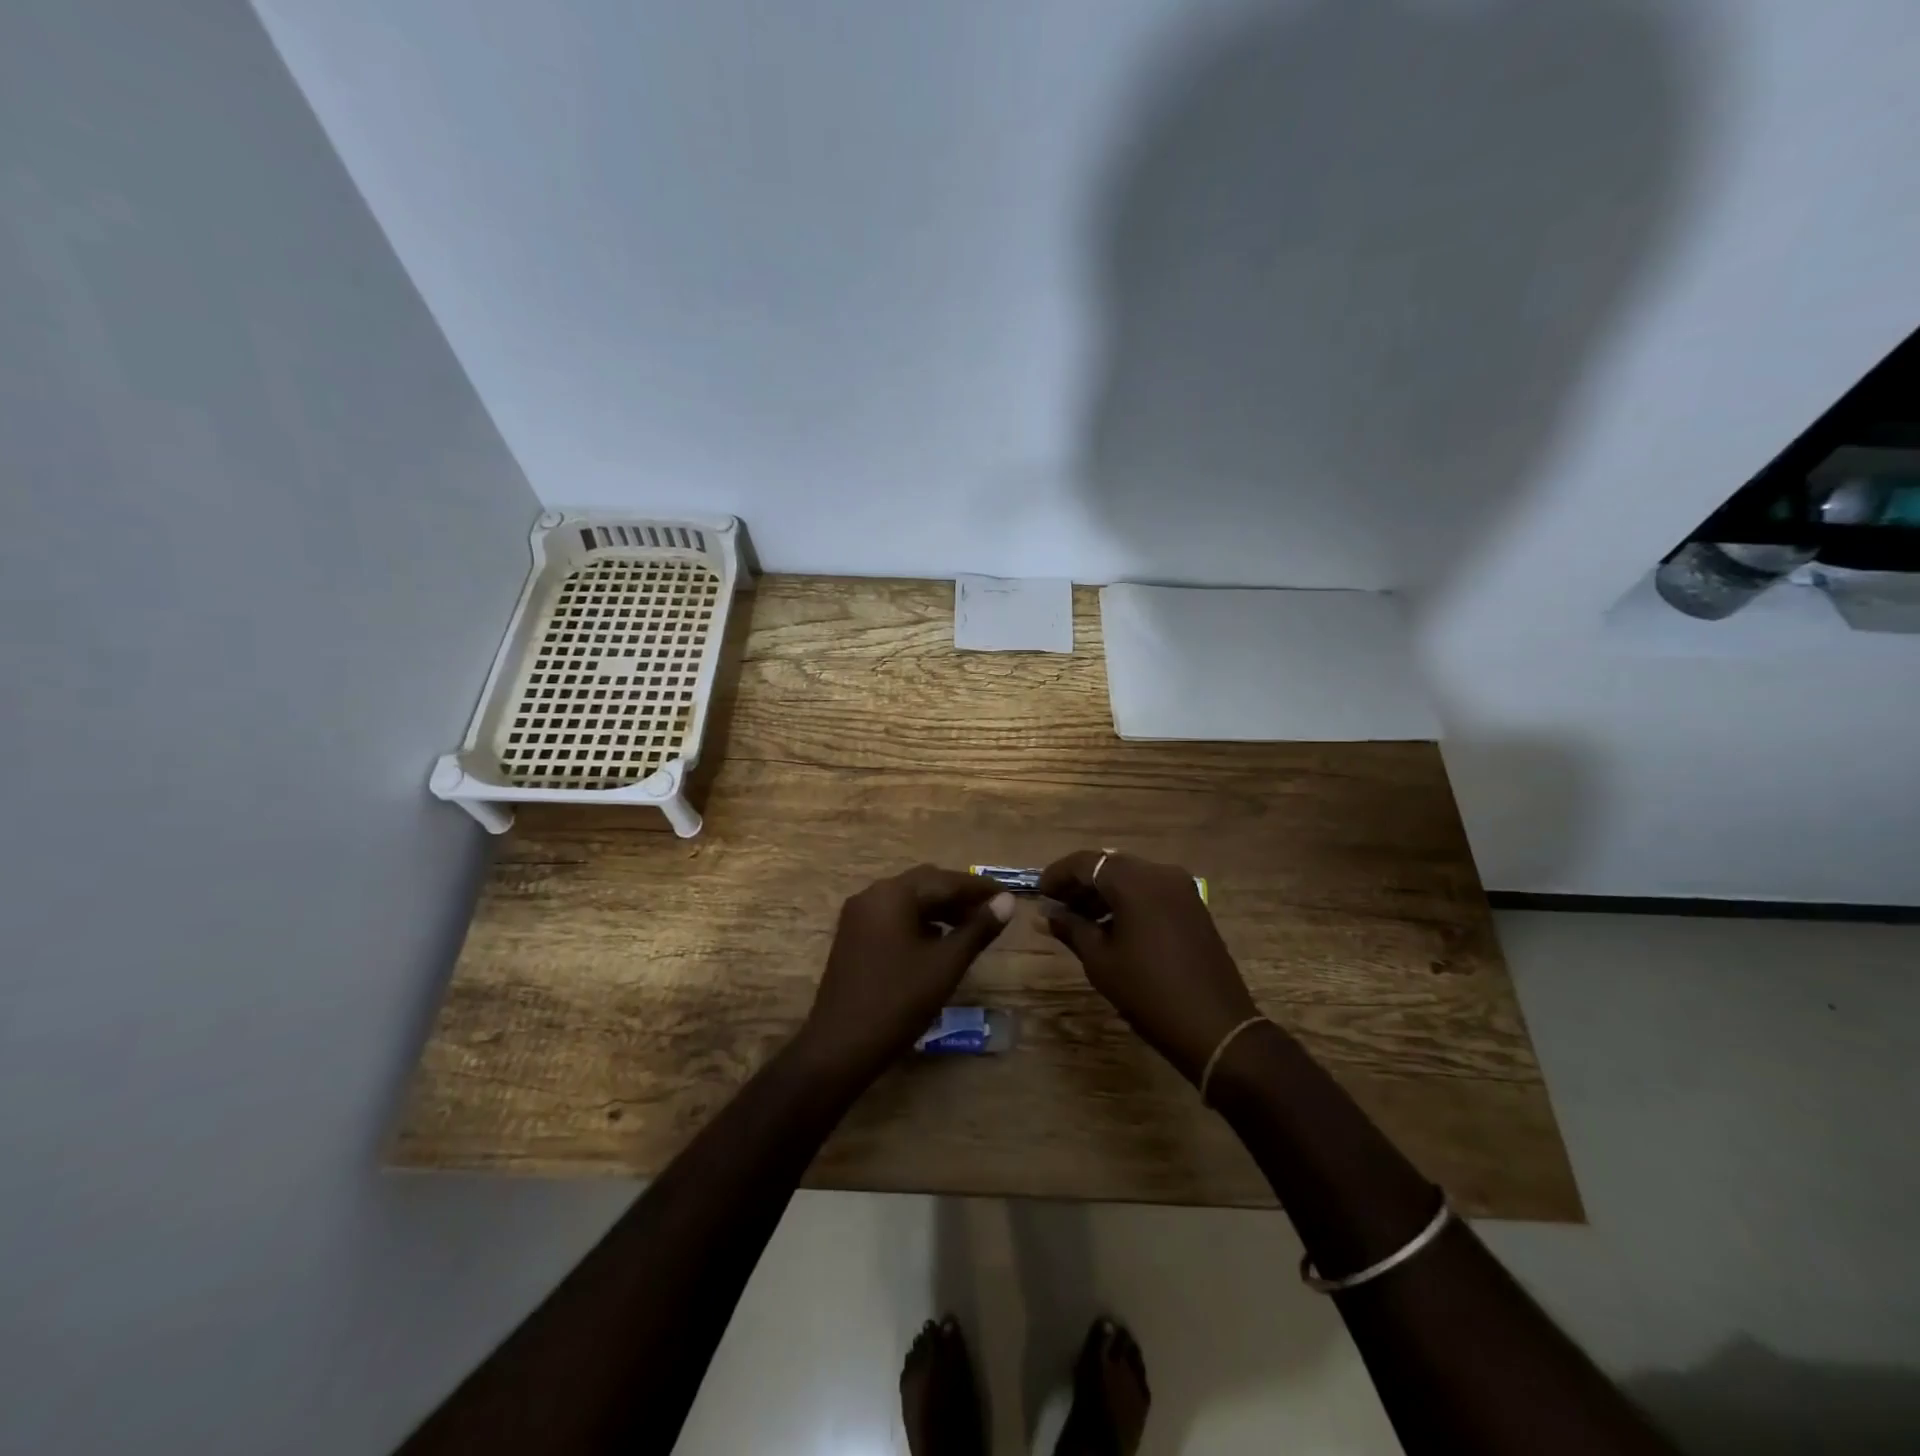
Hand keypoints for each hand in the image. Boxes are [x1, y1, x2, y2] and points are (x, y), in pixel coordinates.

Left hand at [799, 865, 1015, 1080]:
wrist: (840, 1047)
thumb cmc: (898, 1002)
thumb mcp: (946, 964)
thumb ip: (978, 929)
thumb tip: (1007, 901)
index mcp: (893, 894)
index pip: (946, 880)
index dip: (980, 888)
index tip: (1009, 896)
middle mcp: (872, 895)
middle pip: (925, 884)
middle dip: (959, 896)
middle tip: (992, 913)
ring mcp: (858, 916)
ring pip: (908, 900)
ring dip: (940, 909)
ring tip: (970, 929)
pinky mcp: (853, 937)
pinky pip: (893, 916)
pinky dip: (919, 921)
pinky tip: (938, 942)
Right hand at [1039, 850, 1259, 1084]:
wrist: (1215, 1027)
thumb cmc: (1148, 991)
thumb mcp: (1100, 960)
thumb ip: (1070, 927)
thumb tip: (1045, 914)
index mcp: (1135, 881)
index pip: (1086, 863)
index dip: (1057, 875)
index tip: (1039, 894)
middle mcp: (1160, 873)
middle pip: (1110, 865)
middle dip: (1080, 884)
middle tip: (1056, 908)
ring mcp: (1181, 888)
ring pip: (1131, 878)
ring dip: (1103, 893)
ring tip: (1078, 921)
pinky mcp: (1193, 906)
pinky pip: (1151, 891)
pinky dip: (1127, 901)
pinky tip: (1110, 927)